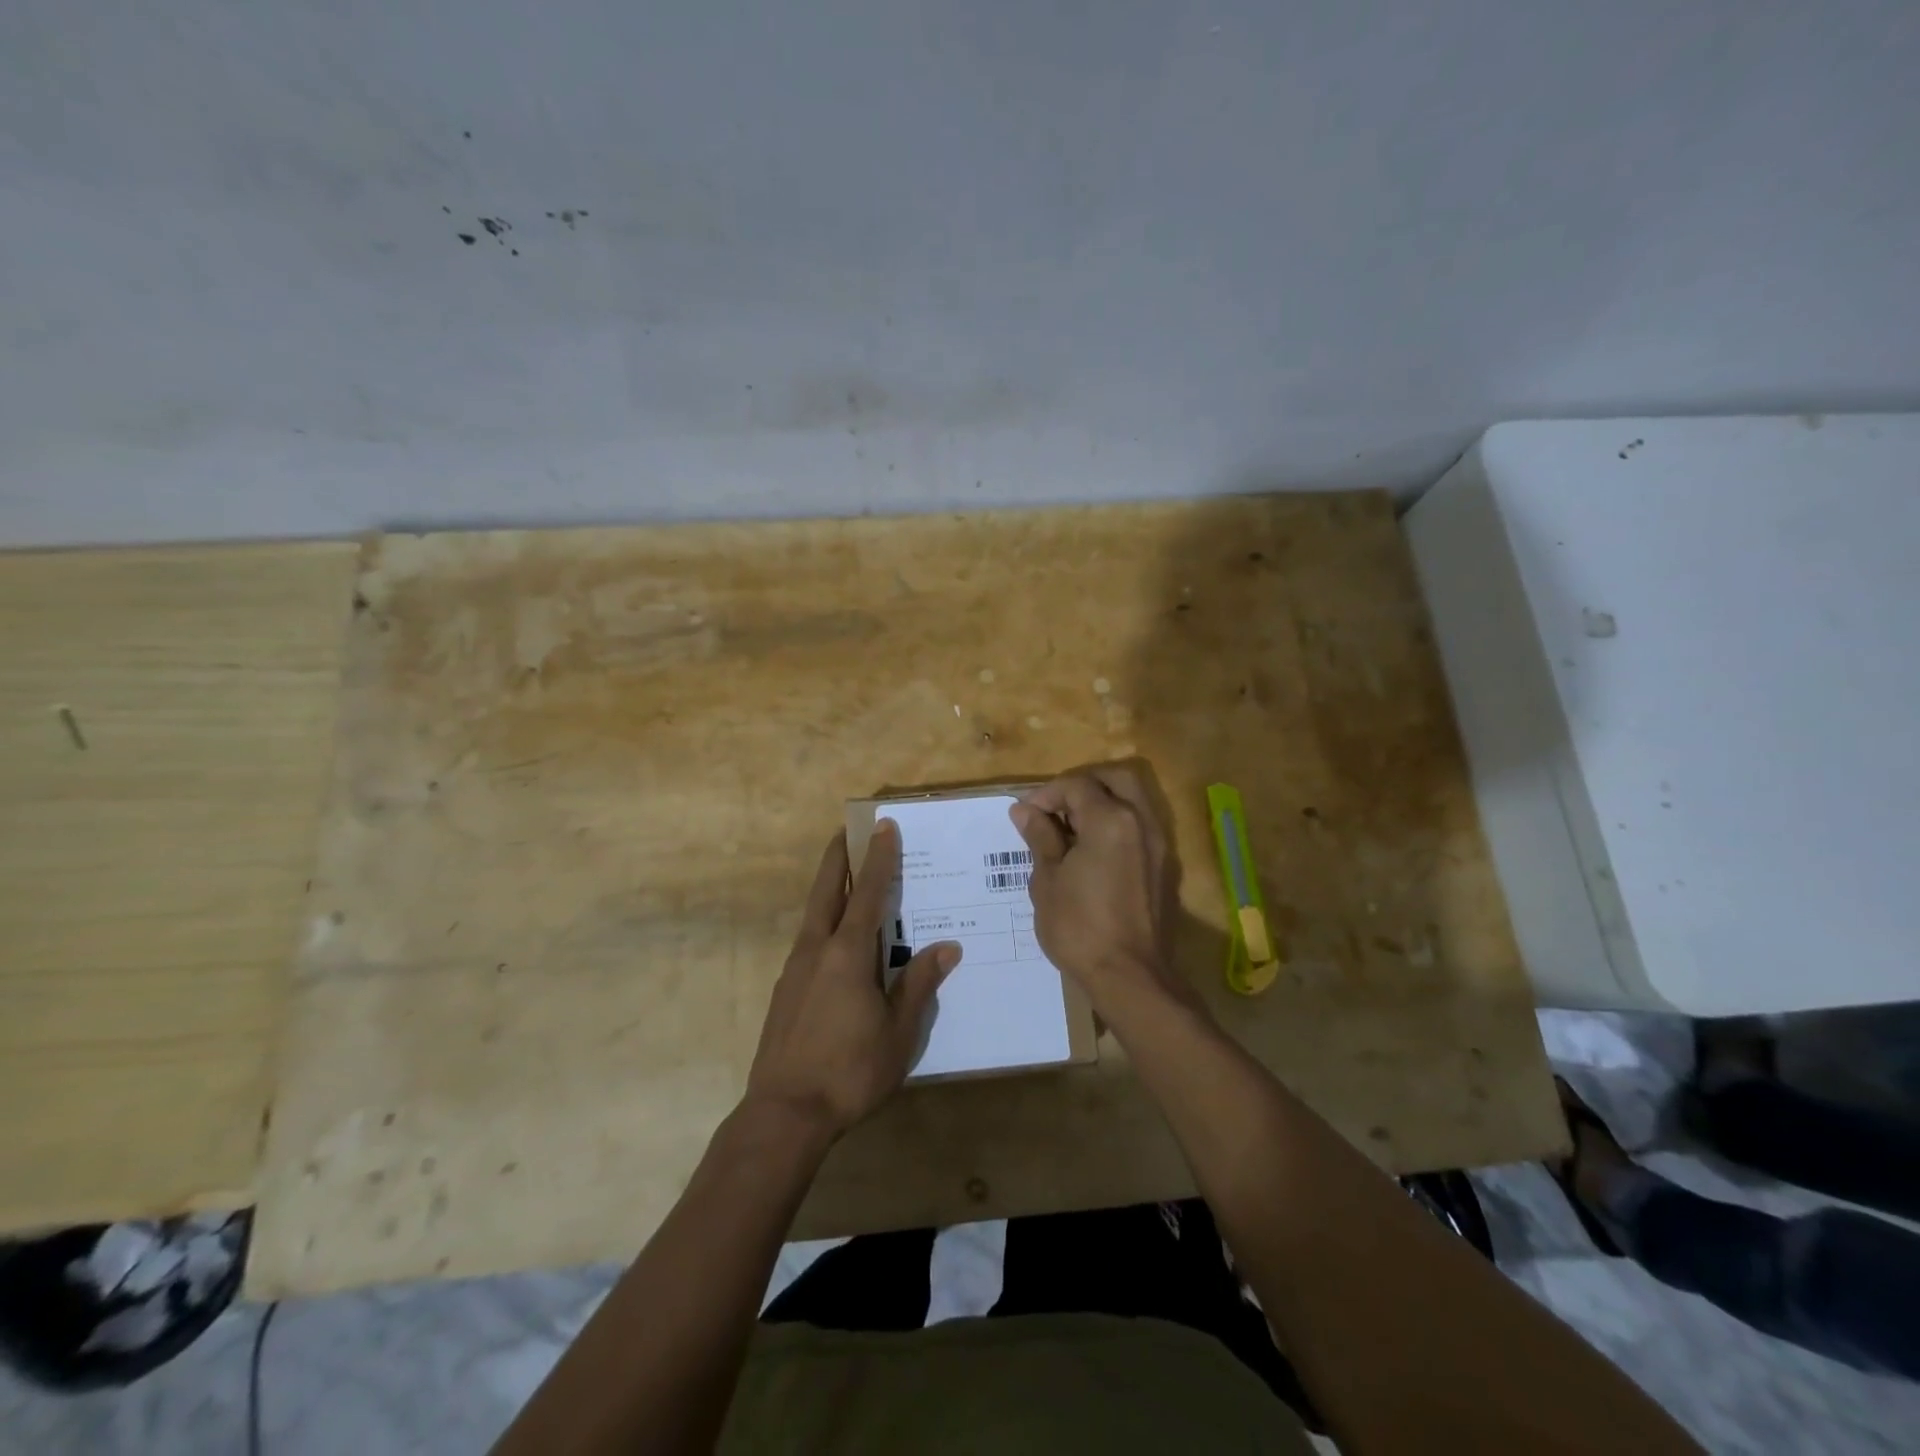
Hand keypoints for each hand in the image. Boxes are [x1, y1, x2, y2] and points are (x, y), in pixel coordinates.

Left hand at [746, 822, 960, 1138]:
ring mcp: (795, 969)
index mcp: (848, 953)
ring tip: (846, 879)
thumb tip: (947, 947)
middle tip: (846, 831)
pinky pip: (809, 940)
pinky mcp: (785, 990)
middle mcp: (817, 950)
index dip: (879, 858)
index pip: (869, 893)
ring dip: (829, 889)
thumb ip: (919, 984)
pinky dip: (824, 922)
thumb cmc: (850, 1071)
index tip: (883, 826)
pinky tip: (835, 941)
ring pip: (813, 914)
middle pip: (827, 891)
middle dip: (839, 858)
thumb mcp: (899, 1032)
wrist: (784, 1114)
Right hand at [1009, 766, 1191, 1018]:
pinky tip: (1093, 851)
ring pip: (1135, 800)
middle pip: (1117, 778)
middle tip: (1056, 808)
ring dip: (1104, 802)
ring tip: (1072, 829)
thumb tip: (1025, 810)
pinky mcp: (1165, 867)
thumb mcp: (1047, 880)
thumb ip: (1041, 837)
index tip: (1026, 816)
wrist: (1130, 977)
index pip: (1077, 785)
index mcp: (1111, 820)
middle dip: (1083, 785)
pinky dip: (1118, 824)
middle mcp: (1142, 822)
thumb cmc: (1079, 928)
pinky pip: (1142, 827)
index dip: (1046, 794)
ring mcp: (1159, 844)